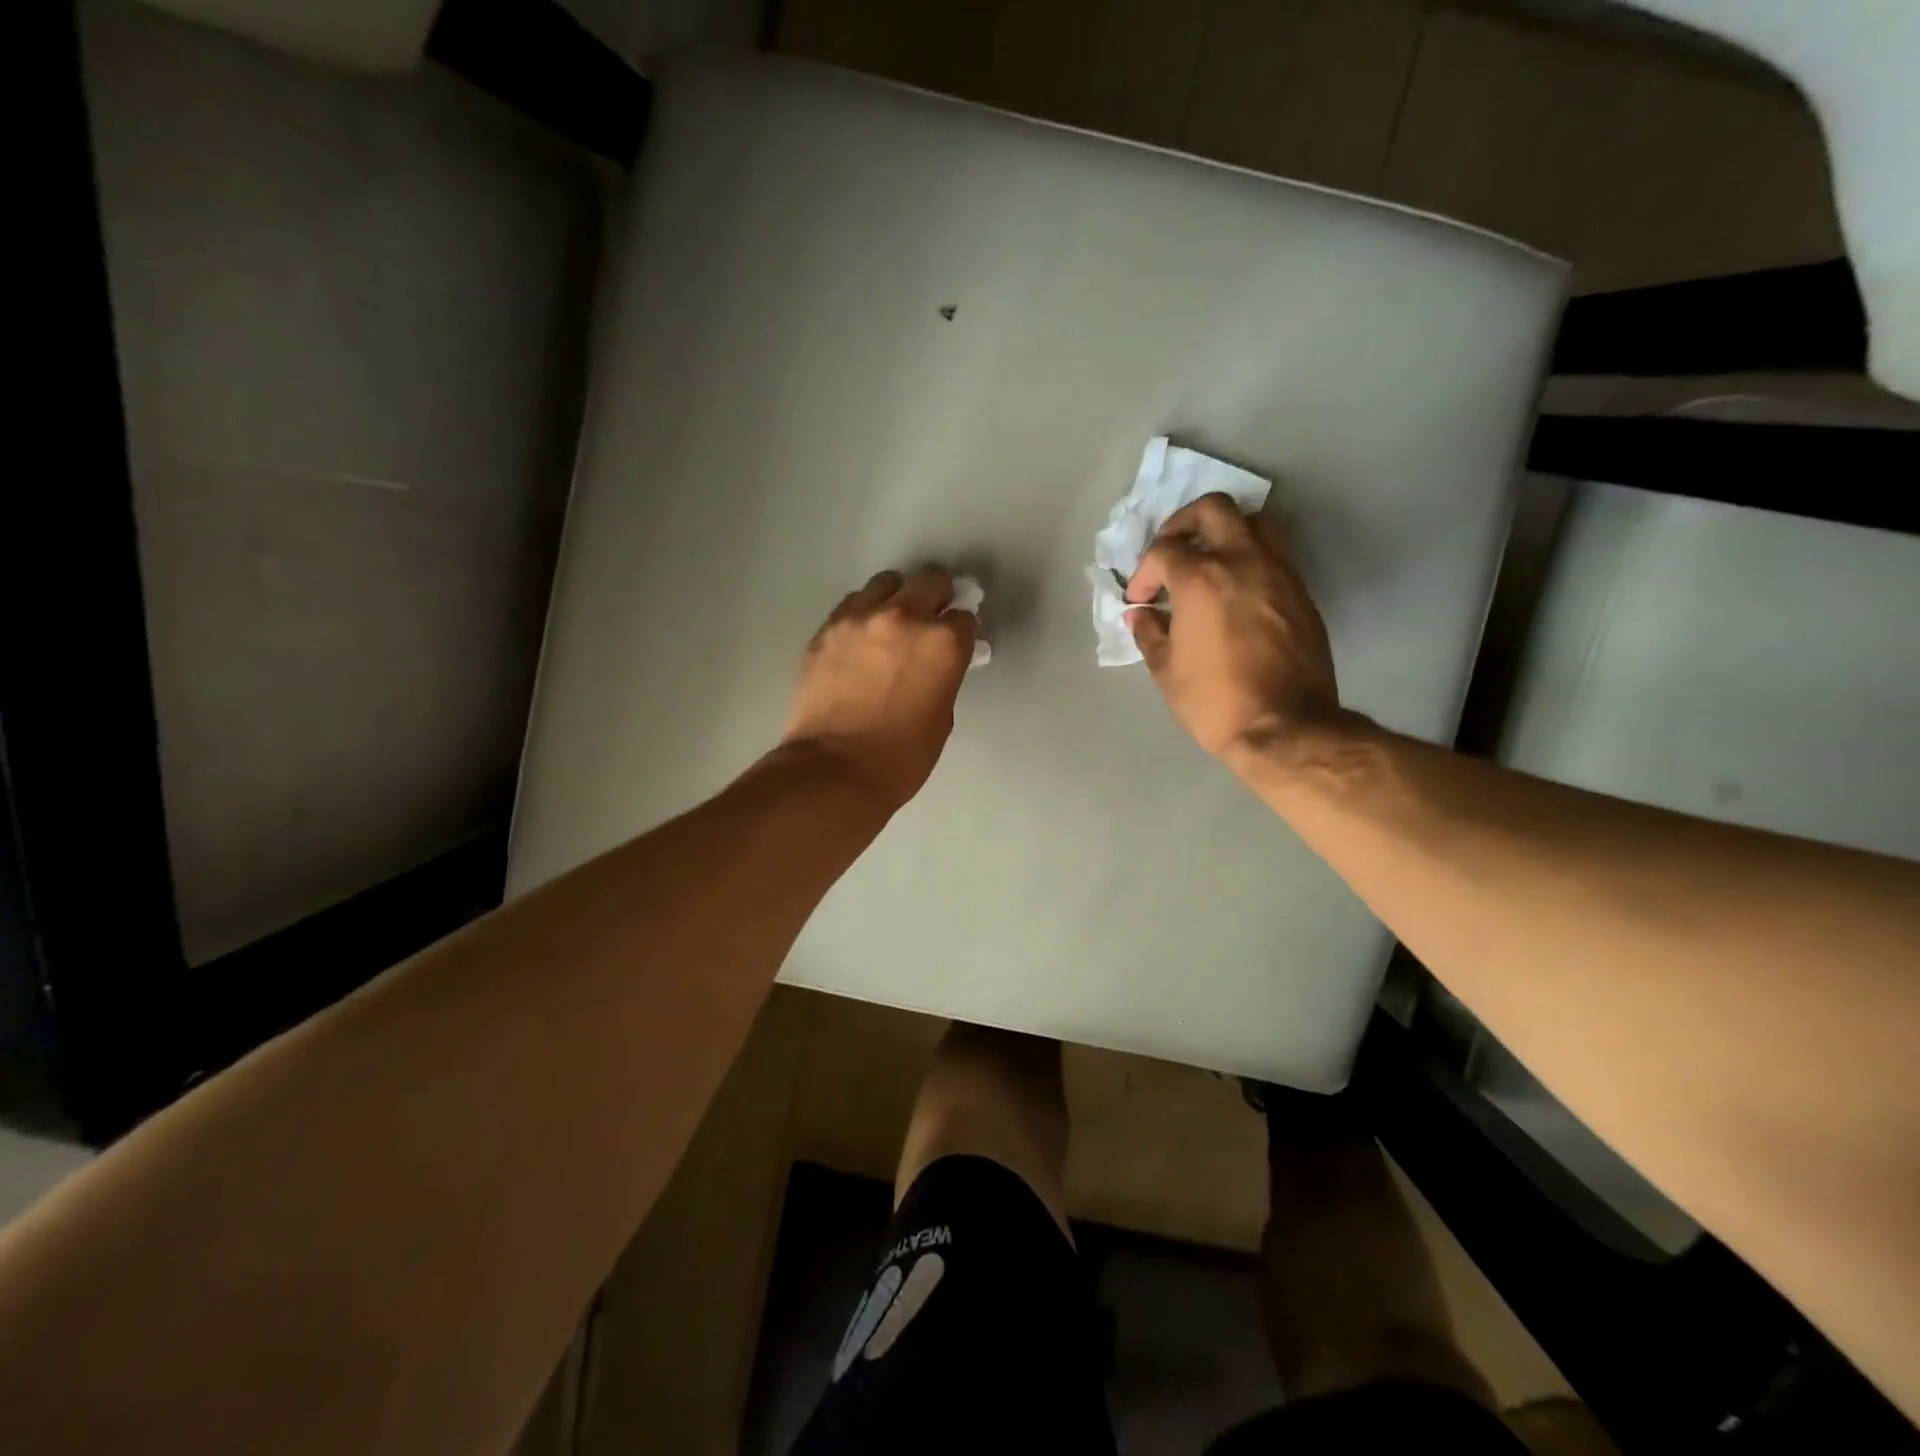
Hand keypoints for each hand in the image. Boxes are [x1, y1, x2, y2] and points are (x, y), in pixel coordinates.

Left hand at [783, 567, 977, 809]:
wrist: (834, 770)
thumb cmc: (901, 756)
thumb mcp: (941, 716)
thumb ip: (943, 676)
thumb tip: (936, 663)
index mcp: (943, 643)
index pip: (964, 617)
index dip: (961, 632)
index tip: (955, 646)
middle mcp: (904, 617)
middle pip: (930, 581)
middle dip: (936, 597)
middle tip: (929, 621)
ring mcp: (860, 618)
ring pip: (887, 583)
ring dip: (896, 598)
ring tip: (890, 625)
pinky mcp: (827, 628)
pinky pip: (852, 604)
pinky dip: (863, 614)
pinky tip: (860, 639)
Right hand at [1126, 494, 1340, 769]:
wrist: (1285, 727)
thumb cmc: (1215, 701)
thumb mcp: (1167, 671)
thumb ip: (1149, 633)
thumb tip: (1140, 615)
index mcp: (1201, 578)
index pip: (1163, 552)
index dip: (1143, 573)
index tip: (1140, 599)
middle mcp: (1242, 560)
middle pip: (1212, 510)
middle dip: (1184, 524)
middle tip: (1171, 552)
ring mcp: (1278, 572)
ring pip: (1254, 521)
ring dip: (1226, 531)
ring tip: (1210, 560)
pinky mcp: (1300, 591)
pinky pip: (1275, 552)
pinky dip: (1251, 556)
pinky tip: (1236, 588)